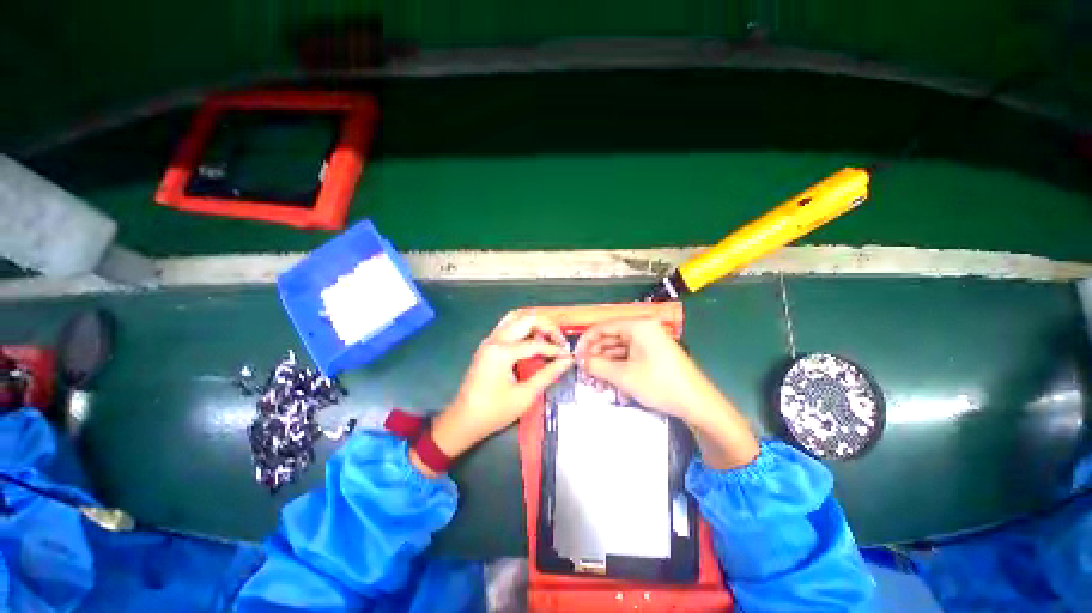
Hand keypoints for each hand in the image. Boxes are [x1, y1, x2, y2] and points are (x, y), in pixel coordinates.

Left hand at [416, 312, 574, 474]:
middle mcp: (495, 340)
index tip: (568, 357)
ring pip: (515, 318)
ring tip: (548, 337)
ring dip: (534, 324)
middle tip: (559, 341)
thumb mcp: (525, 395)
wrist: (463, 421)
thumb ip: (548, 374)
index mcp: (502, 352)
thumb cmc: (494, 412)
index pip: (536, 344)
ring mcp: (489, 341)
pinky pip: (507, 326)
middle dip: (546, 326)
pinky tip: (533, 340)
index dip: (555, 350)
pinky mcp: (487, 345)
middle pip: (526, 320)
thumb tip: (567, 361)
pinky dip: (523, 328)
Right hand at [575, 318, 759, 469]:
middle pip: (611, 337)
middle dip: (596, 353)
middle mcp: (644, 329)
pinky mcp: (654, 354)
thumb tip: (580, 360)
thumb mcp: (623, 376)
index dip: (586, 341)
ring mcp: (650, 342)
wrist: (698, 404)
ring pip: (619, 347)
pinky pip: (630, 355)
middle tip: (583, 369)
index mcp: (638, 326)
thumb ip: (597, 365)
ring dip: (605, 361)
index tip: (576, 356)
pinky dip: (618, 365)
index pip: (603, 327)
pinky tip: (608, 378)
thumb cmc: (659, 384)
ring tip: (593, 376)